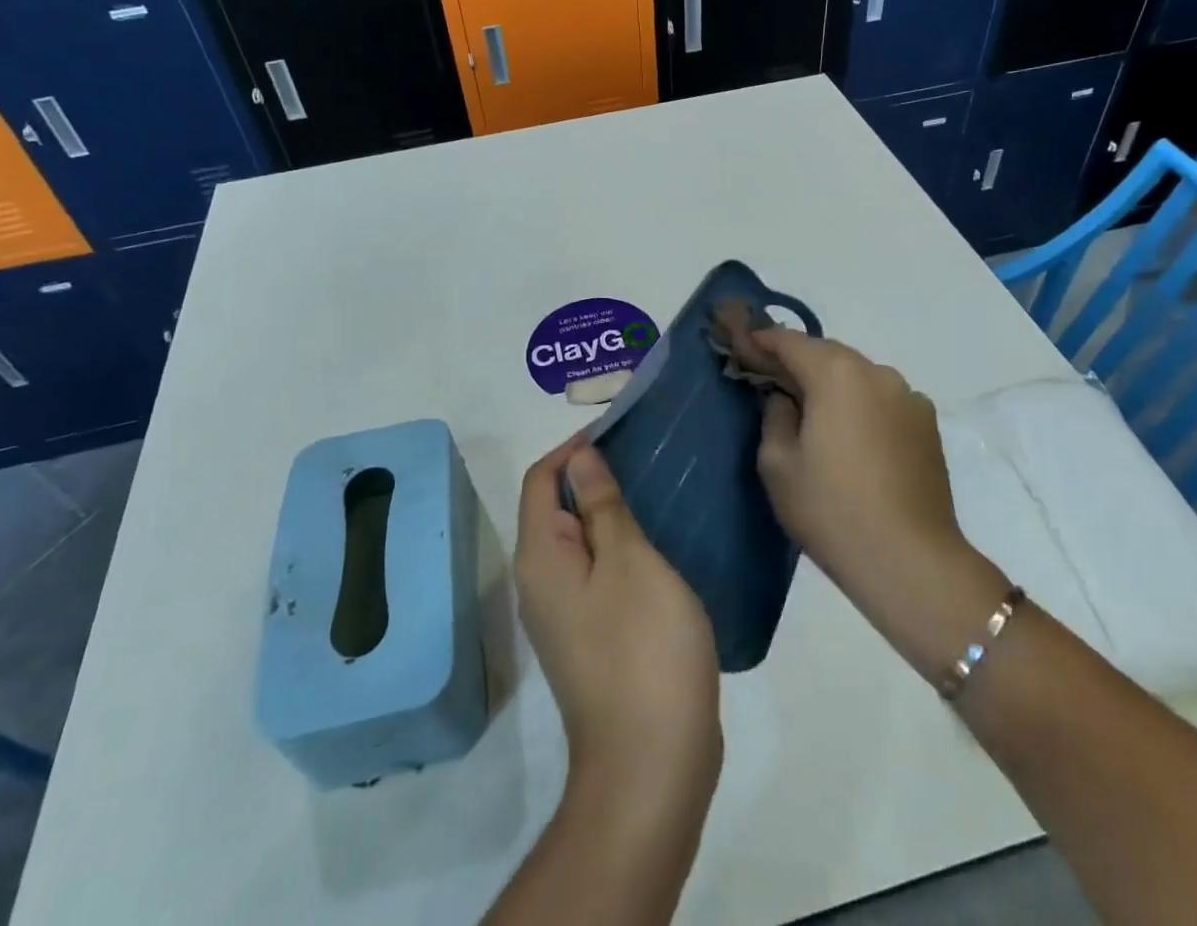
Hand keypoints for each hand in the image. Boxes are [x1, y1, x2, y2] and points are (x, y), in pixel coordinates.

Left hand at [514, 434, 721, 803]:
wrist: (651, 768)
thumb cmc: (643, 649)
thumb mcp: (629, 561)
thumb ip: (602, 506)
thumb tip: (579, 458)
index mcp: (540, 558)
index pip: (540, 479)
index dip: (572, 448)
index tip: (616, 429)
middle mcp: (540, 583)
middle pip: (554, 508)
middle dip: (591, 476)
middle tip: (642, 457)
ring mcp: (563, 616)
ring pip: (578, 542)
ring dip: (608, 512)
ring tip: (654, 492)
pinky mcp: (589, 639)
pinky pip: (595, 574)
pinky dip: (618, 548)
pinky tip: (657, 546)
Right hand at [742, 329, 1006, 677]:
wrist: (910, 561)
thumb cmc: (831, 510)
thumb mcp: (777, 463)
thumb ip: (774, 415)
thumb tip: (784, 397)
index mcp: (836, 374)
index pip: (790, 342)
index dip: (762, 342)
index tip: (742, 348)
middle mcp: (876, 372)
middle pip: (827, 353)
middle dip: (797, 361)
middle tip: (771, 380)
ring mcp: (908, 396)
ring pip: (858, 375)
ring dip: (831, 382)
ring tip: (812, 409)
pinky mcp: (927, 424)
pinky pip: (882, 398)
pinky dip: (860, 403)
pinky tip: (850, 434)